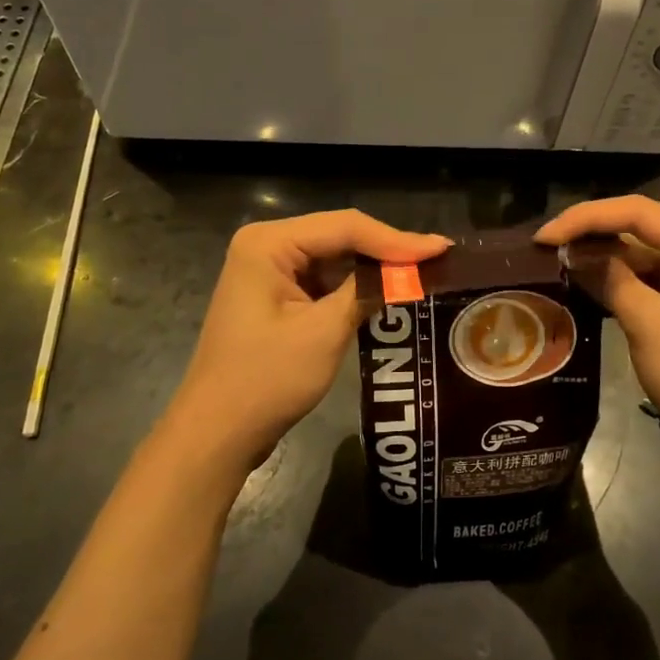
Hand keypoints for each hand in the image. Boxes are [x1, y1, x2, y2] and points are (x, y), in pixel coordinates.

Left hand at [167, 210, 449, 464]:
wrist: (217, 433)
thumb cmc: (266, 380)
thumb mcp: (324, 333)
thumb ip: (367, 292)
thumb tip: (411, 271)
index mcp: (268, 243)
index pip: (345, 227)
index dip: (396, 239)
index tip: (442, 250)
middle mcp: (266, 246)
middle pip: (339, 236)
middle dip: (387, 251)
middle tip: (439, 260)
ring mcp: (268, 271)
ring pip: (335, 257)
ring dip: (374, 268)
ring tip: (423, 273)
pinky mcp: (276, 296)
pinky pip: (324, 280)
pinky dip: (355, 287)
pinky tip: (388, 292)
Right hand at [535, 197, 659, 478]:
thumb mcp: (652, 327)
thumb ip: (611, 280)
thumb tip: (572, 253)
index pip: (637, 212)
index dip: (585, 219)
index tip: (542, 237)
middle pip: (636, 226)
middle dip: (589, 234)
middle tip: (541, 249)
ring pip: (635, 252)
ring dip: (596, 257)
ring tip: (551, 263)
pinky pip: (641, 278)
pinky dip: (610, 280)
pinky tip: (578, 284)